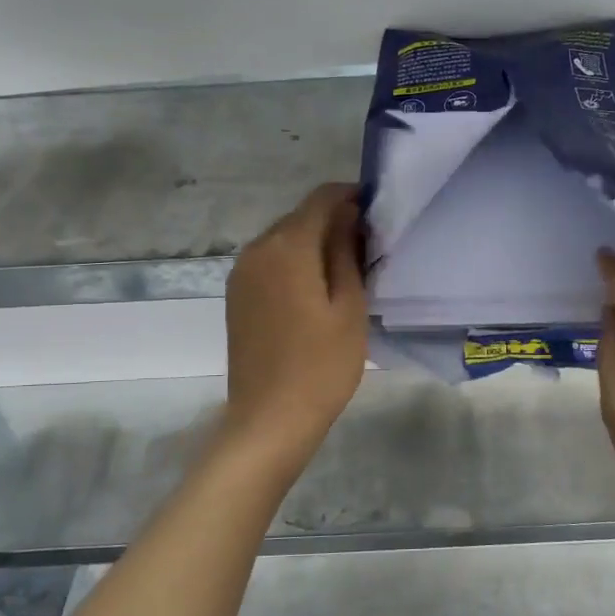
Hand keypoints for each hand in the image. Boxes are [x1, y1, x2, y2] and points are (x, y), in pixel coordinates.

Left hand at [222, 183, 368, 463]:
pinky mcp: (237, 297)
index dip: (350, 196)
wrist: (270, 419)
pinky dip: (294, 263)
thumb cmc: (322, 365)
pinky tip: (316, 289)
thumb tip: (348, 216)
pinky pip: (270, 263)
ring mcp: (241, 274)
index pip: (320, 199)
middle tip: (368, 245)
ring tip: (346, 269)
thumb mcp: (349, 307)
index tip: (377, 211)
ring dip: (313, 243)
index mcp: (286, 247)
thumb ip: (347, 253)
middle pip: (299, 217)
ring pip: (283, 240)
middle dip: (333, 221)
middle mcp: (256, 250)